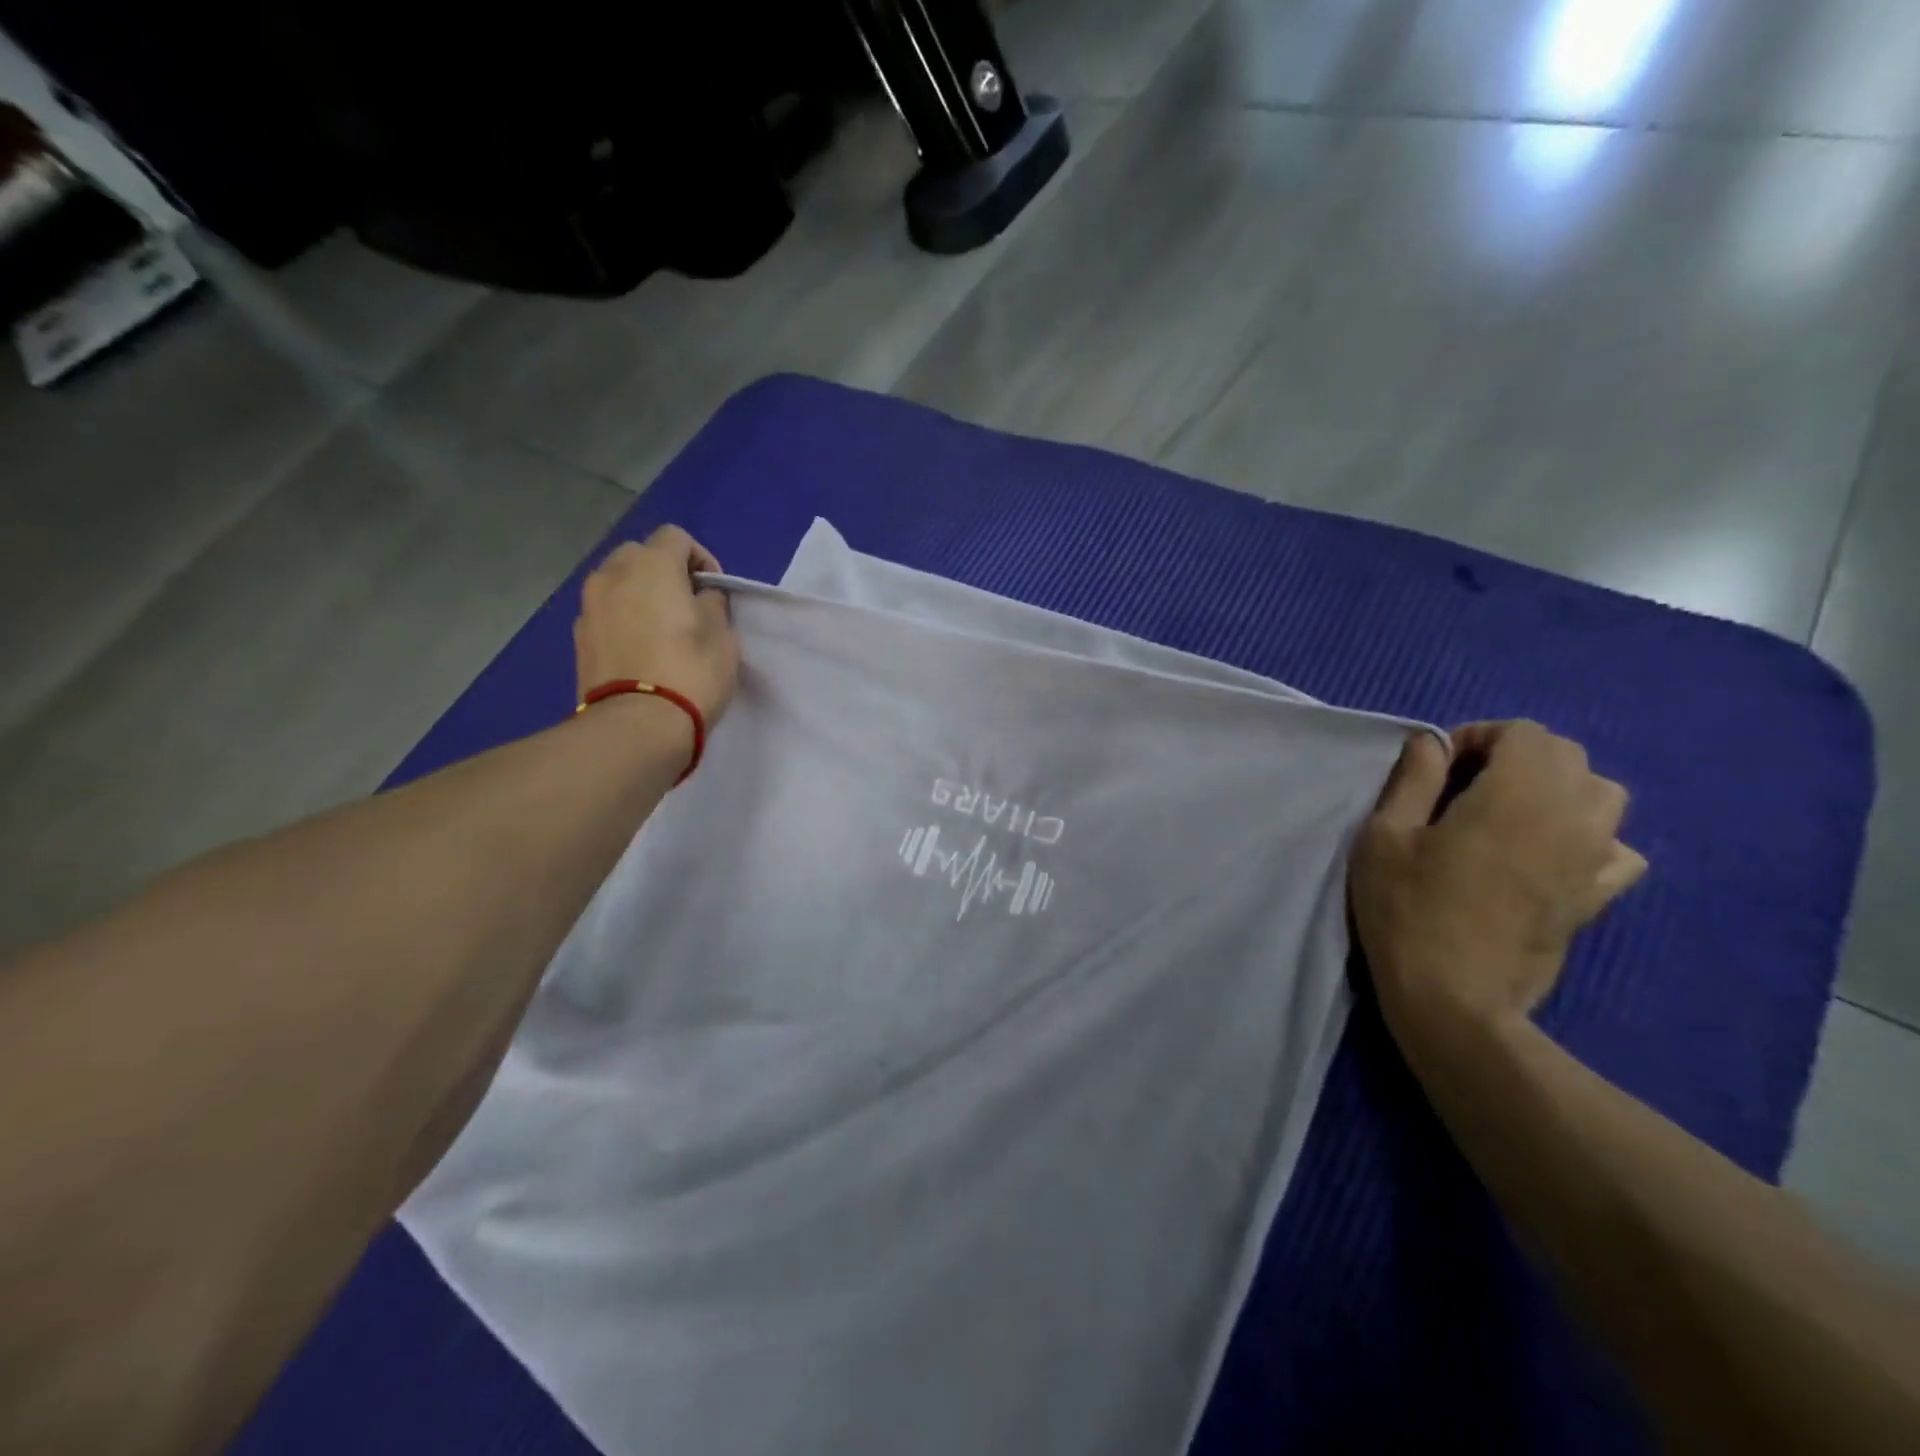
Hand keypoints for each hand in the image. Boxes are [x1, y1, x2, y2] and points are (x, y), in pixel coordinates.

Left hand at [573, 526, 738, 725]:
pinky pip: (605, 614)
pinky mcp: (579, 638)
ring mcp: (589, 607)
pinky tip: (640, 651)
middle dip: (663, 572)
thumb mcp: (723, 635)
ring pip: (617, 584)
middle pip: (639, 555)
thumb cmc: (691, 672)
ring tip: (661, 629)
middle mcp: (612, 575)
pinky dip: (622, 620)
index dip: (700, 558)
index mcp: (651, 565)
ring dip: (639, 595)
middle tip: (686, 605)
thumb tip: (700, 598)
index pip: (675, 537)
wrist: (637, 725)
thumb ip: (712, 604)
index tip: (714, 591)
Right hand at [1350, 721, 1645, 1042]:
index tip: (1439, 767)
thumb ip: (1412, 780)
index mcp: (1516, 795)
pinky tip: (1550, 854)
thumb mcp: (1384, 836)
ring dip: (1559, 789)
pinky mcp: (1598, 897)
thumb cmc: (1407, 908)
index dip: (1479, 736)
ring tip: (1511, 812)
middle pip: (1568, 756)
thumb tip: (1431, 743)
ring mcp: (1593, 860)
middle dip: (1517, 756)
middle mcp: (1570, 818)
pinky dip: (1590, 837)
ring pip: (1603, 795)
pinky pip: (1618, 849)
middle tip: (1466, 785)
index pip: (1524, 732)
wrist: (1454, 995)